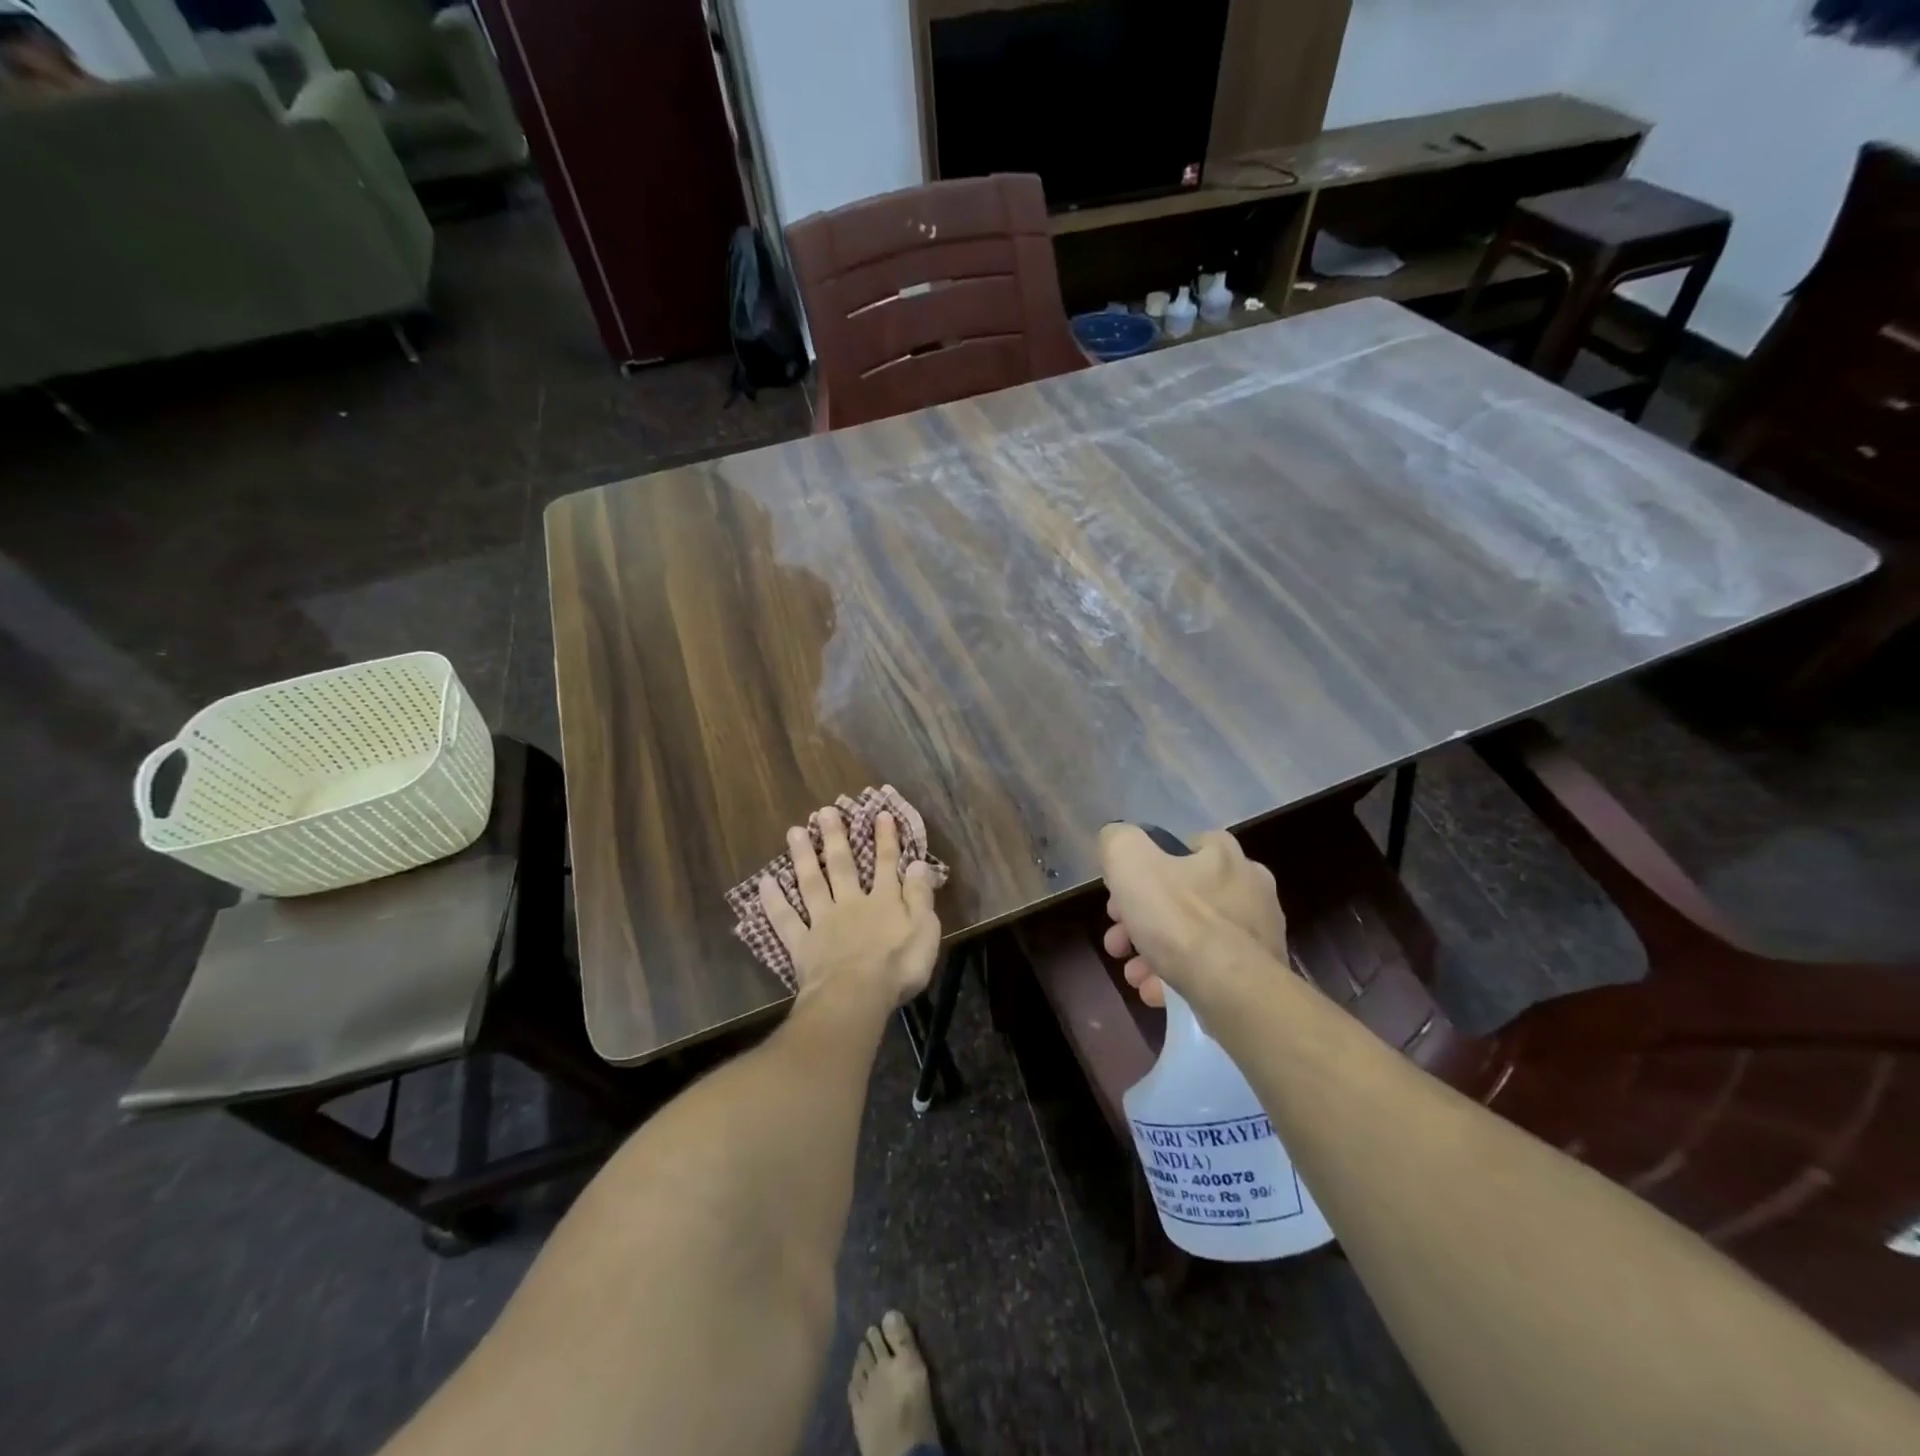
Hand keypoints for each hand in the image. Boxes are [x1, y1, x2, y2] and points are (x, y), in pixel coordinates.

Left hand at [760, 808, 940, 1009]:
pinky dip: (774, 901)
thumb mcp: (925, 930)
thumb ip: (920, 896)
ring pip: (811, 882)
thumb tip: (918, 864)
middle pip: (842, 865)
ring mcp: (823, 922)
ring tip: (794, 831)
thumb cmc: (898, 966)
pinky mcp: (802, 944)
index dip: (885, 838)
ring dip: (803, 856)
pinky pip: (785, 919)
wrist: (856, 996)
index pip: (887, 863)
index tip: (879, 814)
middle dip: (835, 837)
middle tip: (824, 811)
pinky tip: (765, 882)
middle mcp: (851, 903)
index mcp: (884, 901)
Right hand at [1098, 824, 1285, 1007]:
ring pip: (1192, 936)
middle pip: (1181, 897)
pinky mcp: (1259, 974)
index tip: (1120, 897)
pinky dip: (1178, 977)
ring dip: (1154, 953)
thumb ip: (1118, 842)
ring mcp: (1258, 933)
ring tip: (1133, 975)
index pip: (1182, 847)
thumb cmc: (1179, 919)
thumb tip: (1117, 843)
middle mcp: (1249, 887)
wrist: (1232, 991)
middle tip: (1118, 942)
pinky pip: (1209, 968)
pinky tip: (1155, 992)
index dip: (1144, 869)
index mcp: (1224, 854)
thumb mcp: (1129, 863)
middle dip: (1140, 920)